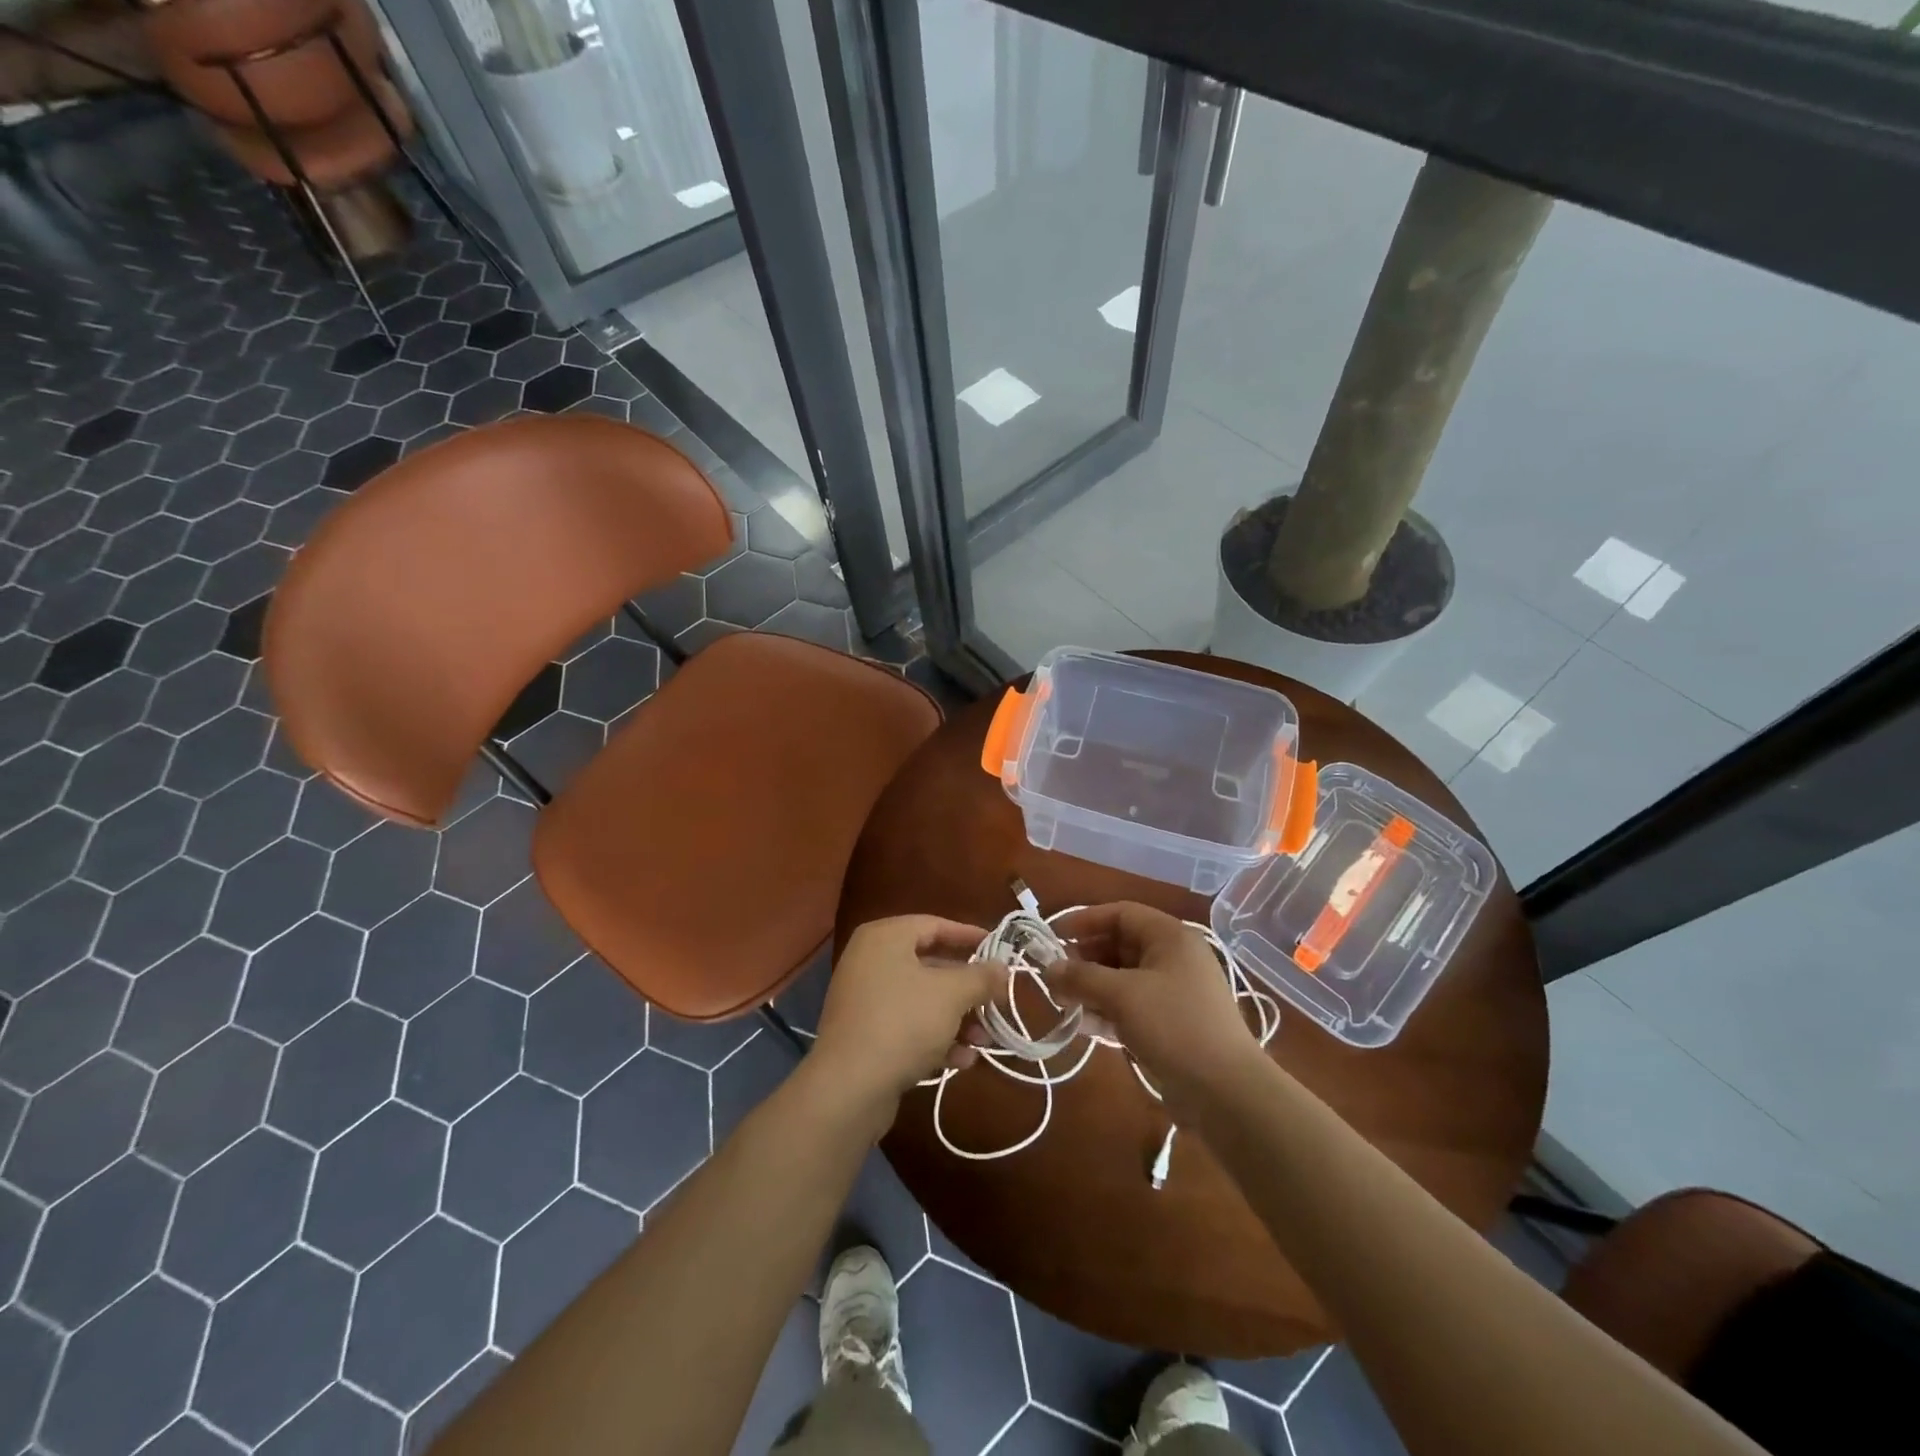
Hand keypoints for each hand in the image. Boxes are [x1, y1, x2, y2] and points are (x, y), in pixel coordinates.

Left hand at [809, 915, 1009, 1113]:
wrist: (848, 1088)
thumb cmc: (903, 1022)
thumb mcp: (951, 994)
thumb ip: (981, 977)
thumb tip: (1002, 968)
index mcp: (885, 938)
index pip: (934, 925)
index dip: (969, 936)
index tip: (999, 949)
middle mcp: (870, 961)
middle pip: (930, 965)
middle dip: (968, 988)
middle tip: (998, 1001)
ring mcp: (865, 999)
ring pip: (922, 1000)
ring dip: (957, 1019)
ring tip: (985, 1041)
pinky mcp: (866, 1035)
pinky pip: (908, 1026)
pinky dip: (935, 1038)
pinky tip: (962, 1060)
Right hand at [1050, 902, 1263, 1107]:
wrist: (1226, 1092)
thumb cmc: (1173, 1026)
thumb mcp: (1121, 996)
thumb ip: (1081, 978)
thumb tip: (1048, 970)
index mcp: (1170, 937)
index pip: (1121, 913)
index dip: (1086, 920)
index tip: (1055, 936)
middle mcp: (1175, 958)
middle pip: (1121, 945)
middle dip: (1086, 959)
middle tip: (1056, 977)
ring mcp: (1175, 992)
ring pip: (1124, 978)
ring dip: (1093, 987)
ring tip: (1064, 1003)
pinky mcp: (1172, 1024)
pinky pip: (1133, 1005)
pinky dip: (1108, 1010)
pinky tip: (1085, 1026)